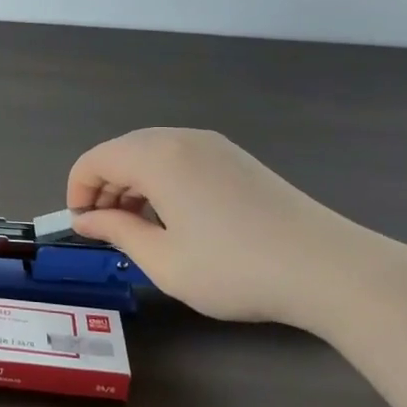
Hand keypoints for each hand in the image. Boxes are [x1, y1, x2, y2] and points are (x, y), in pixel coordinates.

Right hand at [67, 128, 389, 331]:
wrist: (329, 269)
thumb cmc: (235, 269)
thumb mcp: (164, 260)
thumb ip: (117, 232)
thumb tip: (84, 220)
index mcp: (156, 156)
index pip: (95, 160)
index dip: (78, 192)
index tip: (83, 229)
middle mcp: (181, 138)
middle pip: (122, 151)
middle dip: (104, 188)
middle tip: (108, 232)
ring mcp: (214, 145)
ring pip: (152, 153)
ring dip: (133, 185)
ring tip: (141, 229)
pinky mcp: (237, 159)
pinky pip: (181, 158)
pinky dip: (162, 181)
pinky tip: (177, 220)